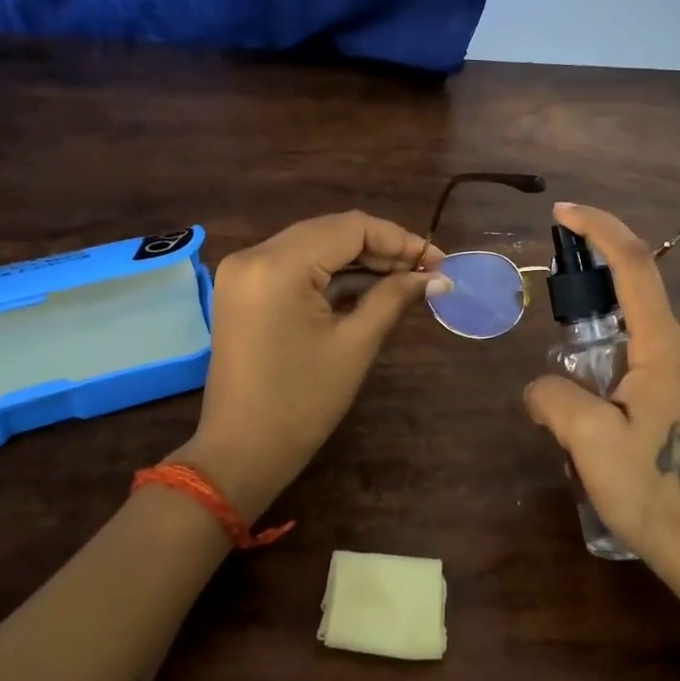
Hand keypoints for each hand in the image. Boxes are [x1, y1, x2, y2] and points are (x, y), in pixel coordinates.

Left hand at [185, 211, 448, 518]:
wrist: (241, 452)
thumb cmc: (302, 402)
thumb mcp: (355, 344)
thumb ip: (394, 297)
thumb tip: (438, 277)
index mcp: (277, 265)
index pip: (350, 227)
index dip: (399, 239)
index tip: (438, 260)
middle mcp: (254, 255)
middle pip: (331, 231)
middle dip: (382, 247)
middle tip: (427, 270)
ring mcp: (244, 271)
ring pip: (315, 245)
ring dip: (359, 259)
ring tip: (405, 278)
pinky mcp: (244, 289)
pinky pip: (296, 265)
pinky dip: (332, 273)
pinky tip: (369, 286)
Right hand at [524, 202, 679, 600]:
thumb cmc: (658, 496)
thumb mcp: (588, 445)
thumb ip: (553, 397)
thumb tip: (540, 387)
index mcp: (671, 349)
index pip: (635, 267)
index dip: (600, 229)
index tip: (565, 212)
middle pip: (638, 318)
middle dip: (597, 344)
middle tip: (577, 404)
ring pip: (652, 351)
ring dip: (618, 375)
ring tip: (605, 437)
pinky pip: (672, 373)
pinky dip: (641, 388)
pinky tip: (634, 441)